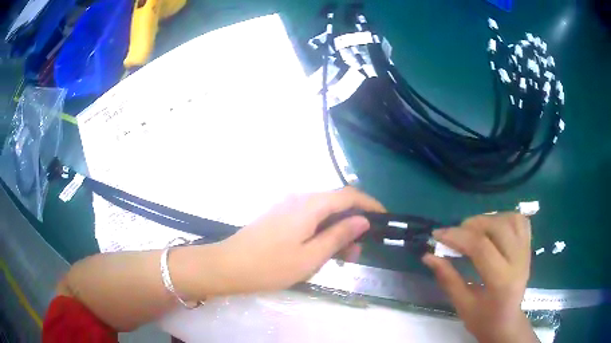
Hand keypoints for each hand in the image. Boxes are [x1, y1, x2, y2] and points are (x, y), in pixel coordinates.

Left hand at [211, 187, 384, 294]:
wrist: (228, 266)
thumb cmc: (270, 266)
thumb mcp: (310, 256)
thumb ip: (338, 235)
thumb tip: (362, 220)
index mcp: (310, 205)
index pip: (349, 194)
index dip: (370, 204)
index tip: (384, 219)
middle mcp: (299, 198)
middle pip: (336, 204)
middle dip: (352, 225)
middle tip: (355, 255)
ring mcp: (287, 206)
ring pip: (323, 213)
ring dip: (336, 232)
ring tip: (339, 259)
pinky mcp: (279, 216)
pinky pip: (309, 218)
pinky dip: (321, 232)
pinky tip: (319, 252)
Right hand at [422, 214, 538, 342]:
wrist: (507, 323)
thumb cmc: (483, 319)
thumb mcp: (462, 305)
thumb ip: (448, 278)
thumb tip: (428, 256)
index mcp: (502, 281)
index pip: (481, 248)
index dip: (457, 237)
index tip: (437, 235)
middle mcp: (519, 261)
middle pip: (497, 227)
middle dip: (472, 225)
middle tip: (455, 233)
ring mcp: (526, 252)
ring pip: (510, 219)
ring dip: (488, 219)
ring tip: (473, 230)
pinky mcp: (528, 247)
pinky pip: (520, 221)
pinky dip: (505, 217)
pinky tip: (493, 227)